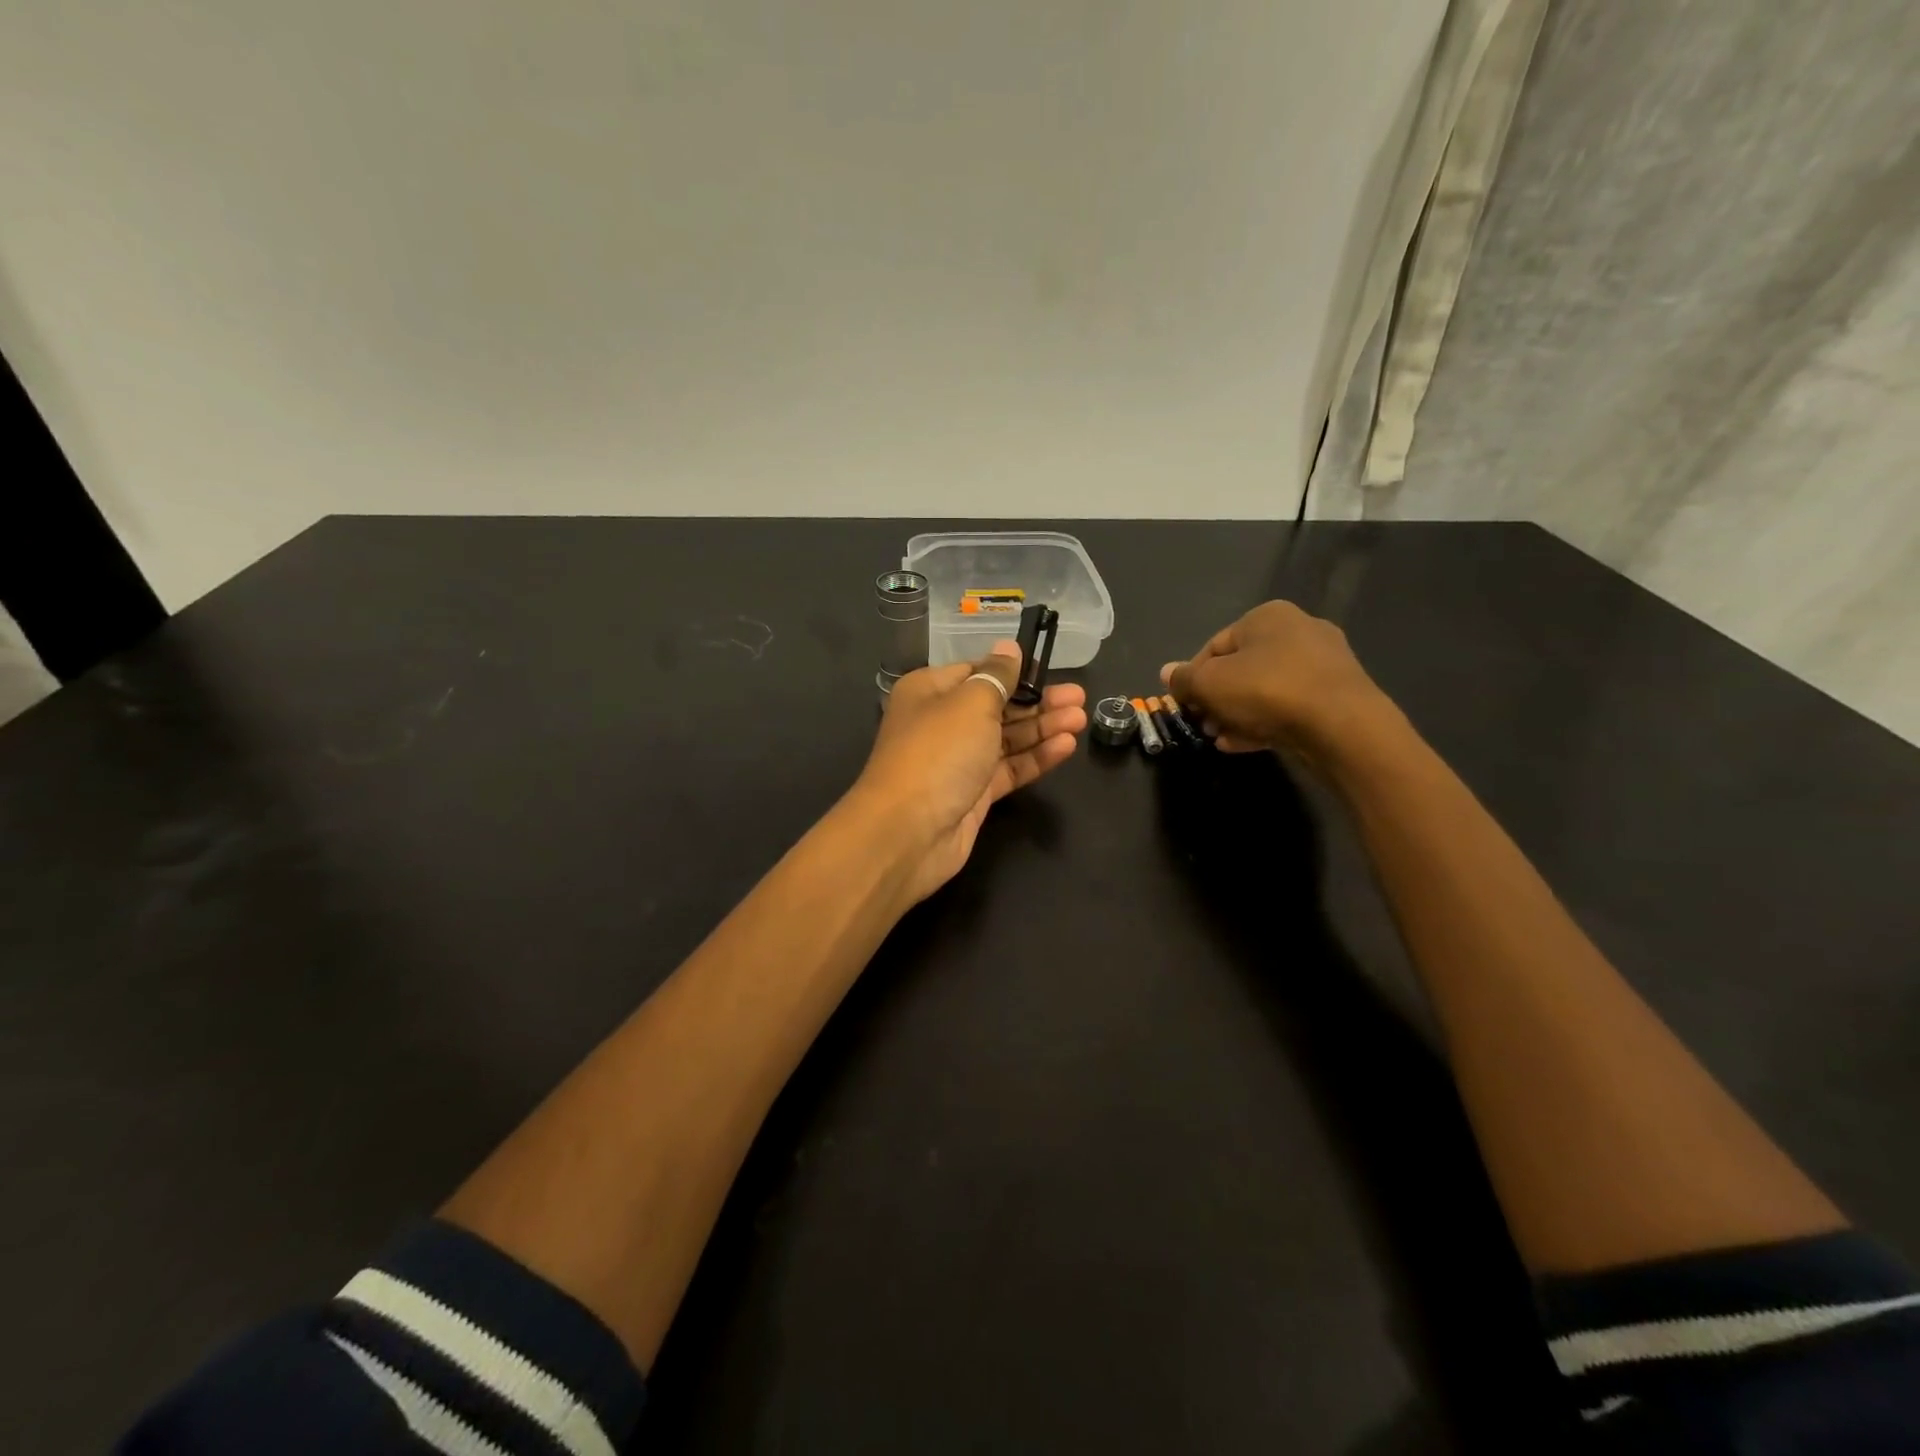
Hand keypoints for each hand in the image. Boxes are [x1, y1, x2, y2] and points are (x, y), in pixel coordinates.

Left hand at [850, 643, 1086, 903]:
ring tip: (1081, 719)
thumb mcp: (971, 703)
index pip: (976, 672)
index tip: (1048, 669)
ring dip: (1042, 728)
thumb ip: (997, 677)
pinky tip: (1066, 747)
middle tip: (1079, 697)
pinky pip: (1009, 768)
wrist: (908, 831)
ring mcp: (958, 761)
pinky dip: (1036, 758)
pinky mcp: (973, 793)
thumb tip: (1009, 649)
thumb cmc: (938, 752)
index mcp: (930, 691)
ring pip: (1006, 738)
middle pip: (996, 706)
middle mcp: (942, 723)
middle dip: (1037, 701)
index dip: (1012, 671)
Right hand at [1161, 601, 1389, 764]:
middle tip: (1203, 724)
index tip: (1184, 705)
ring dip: (1237, 714)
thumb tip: (1167, 673)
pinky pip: (1290, 706)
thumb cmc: (1266, 690)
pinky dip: (1265, 722)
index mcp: (1267, 616)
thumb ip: (1184, 679)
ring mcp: (1324, 663)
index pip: (1214, 645)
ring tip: (1221, 738)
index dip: (1193, 677)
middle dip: (1217, 699)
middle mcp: (1299, 630)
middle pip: (1241, 668)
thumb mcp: (1209, 684)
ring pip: (1265, 690)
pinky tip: (1245, 744)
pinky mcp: (1338, 695)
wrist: (1341, 726)